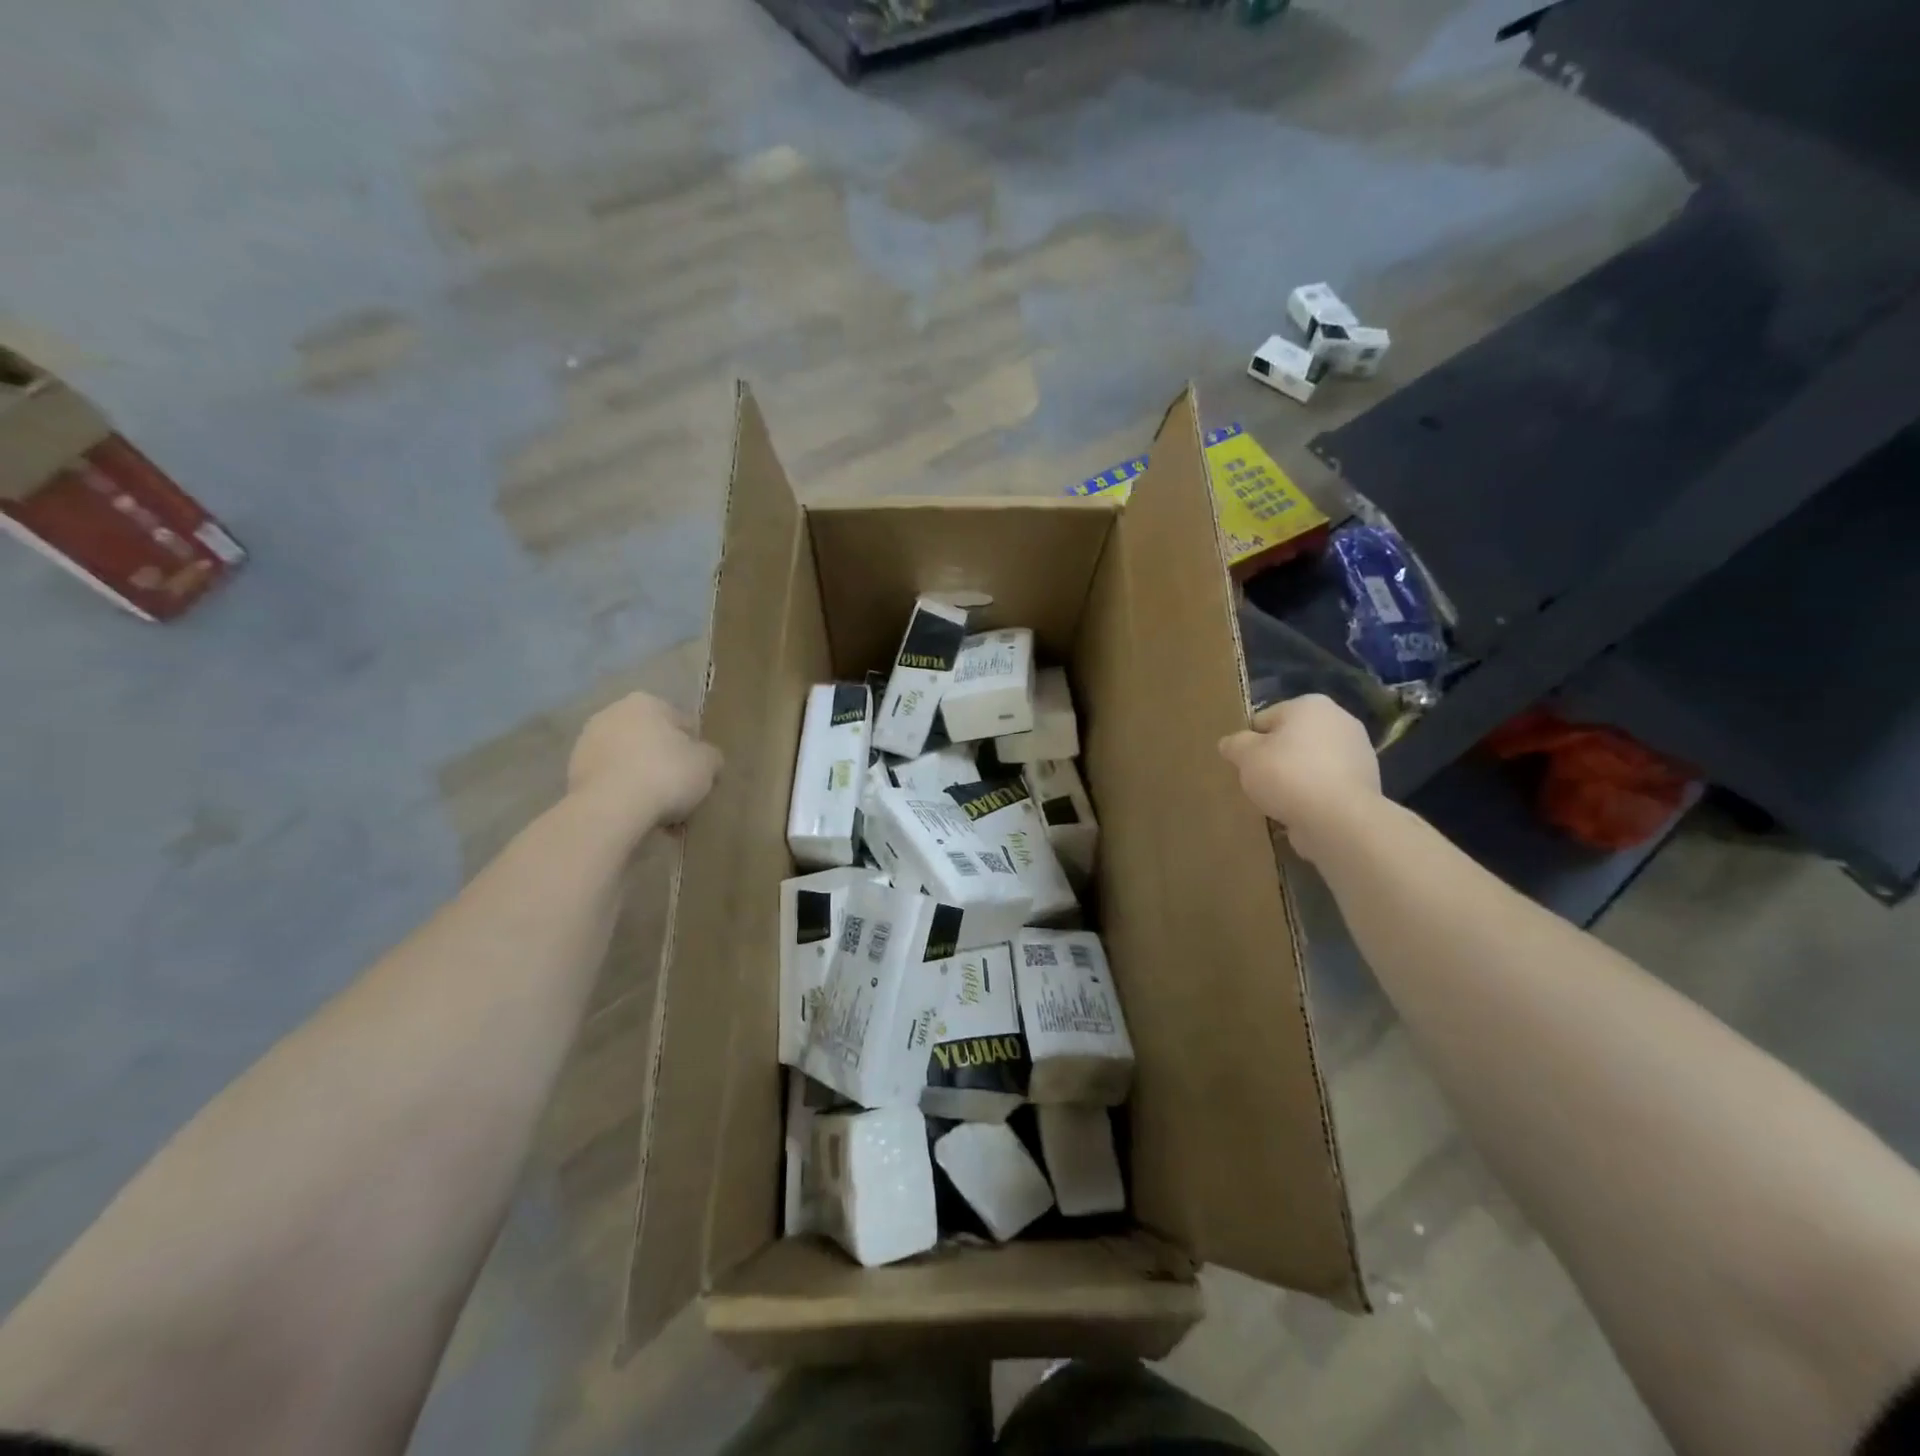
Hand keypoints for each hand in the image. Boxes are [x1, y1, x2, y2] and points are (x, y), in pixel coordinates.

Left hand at [568, 692, 721, 829]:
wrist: (611, 807)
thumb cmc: (666, 774)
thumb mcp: (707, 764)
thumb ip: (711, 756)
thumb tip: (706, 759)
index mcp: (646, 702)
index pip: (683, 724)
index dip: (696, 750)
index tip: (701, 774)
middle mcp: (612, 713)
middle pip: (652, 742)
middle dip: (666, 765)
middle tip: (682, 794)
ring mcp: (587, 743)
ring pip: (630, 763)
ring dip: (645, 781)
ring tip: (661, 812)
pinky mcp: (573, 773)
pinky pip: (611, 782)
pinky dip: (625, 794)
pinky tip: (639, 816)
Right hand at [1219, 695, 1380, 861]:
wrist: (1339, 818)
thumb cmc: (1287, 775)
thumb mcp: (1246, 756)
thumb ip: (1234, 744)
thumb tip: (1230, 743)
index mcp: (1310, 705)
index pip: (1265, 719)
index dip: (1250, 742)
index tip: (1244, 765)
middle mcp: (1340, 720)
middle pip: (1291, 740)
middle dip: (1275, 759)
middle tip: (1259, 783)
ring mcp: (1358, 752)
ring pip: (1310, 763)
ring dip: (1295, 778)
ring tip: (1279, 801)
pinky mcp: (1366, 783)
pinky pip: (1327, 785)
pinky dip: (1314, 795)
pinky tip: (1302, 811)